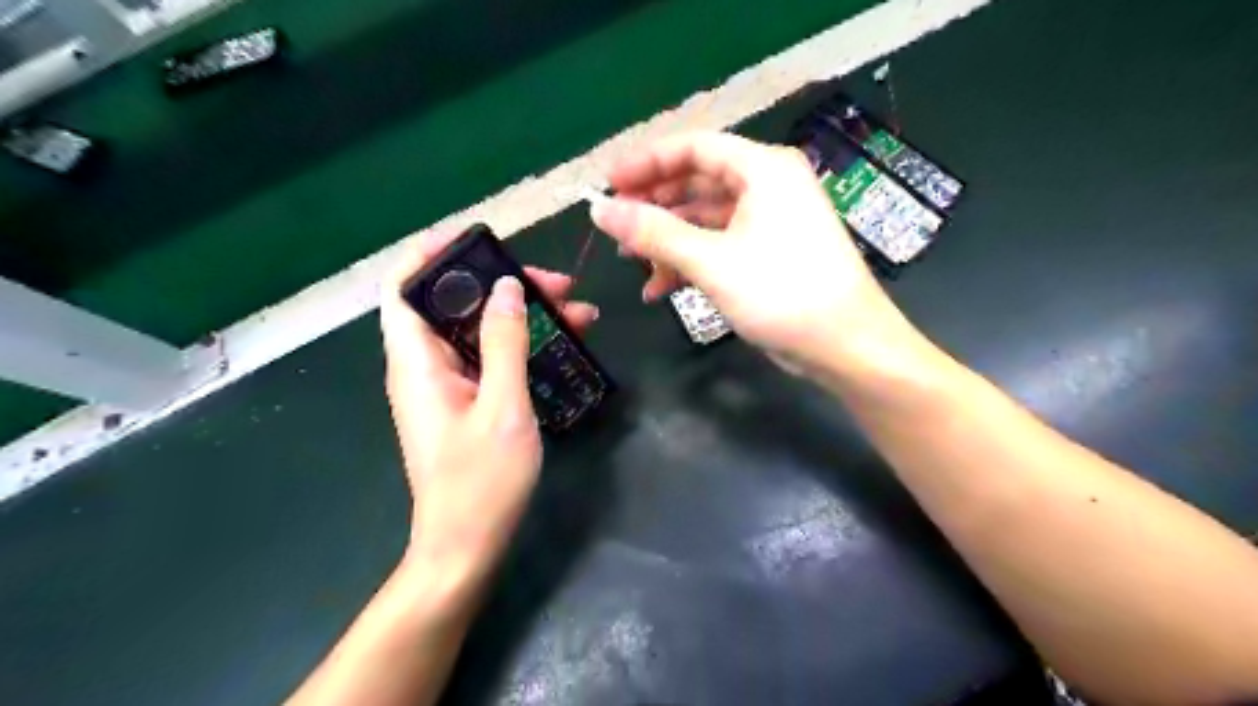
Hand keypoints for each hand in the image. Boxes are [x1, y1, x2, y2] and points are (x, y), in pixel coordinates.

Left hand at [378, 234, 599, 591]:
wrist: (466, 547)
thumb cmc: (480, 483)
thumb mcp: (502, 408)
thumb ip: (503, 343)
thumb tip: (506, 287)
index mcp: (417, 362)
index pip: (403, 287)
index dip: (431, 254)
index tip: (480, 239)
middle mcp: (425, 366)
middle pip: (454, 304)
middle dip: (503, 285)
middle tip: (558, 284)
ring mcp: (447, 386)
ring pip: (479, 331)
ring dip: (522, 315)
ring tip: (576, 311)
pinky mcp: (467, 402)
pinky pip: (491, 358)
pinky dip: (522, 344)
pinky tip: (562, 344)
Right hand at [591, 130, 921, 373]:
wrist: (845, 346)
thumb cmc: (783, 292)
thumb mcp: (712, 261)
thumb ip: (653, 233)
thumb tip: (599, 211)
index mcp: (763, 168)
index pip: (694, 147)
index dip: (646, 163)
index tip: (608, 186)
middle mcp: (768, 185)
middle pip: (697, 182)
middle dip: (654, 206)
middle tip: (615, 228)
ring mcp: (769, 221)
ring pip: (705, 218)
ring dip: (668, 240)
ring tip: (632, 263)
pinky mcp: (768, 252)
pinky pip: (719, 244)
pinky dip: (690, 261)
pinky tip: (661, 288)